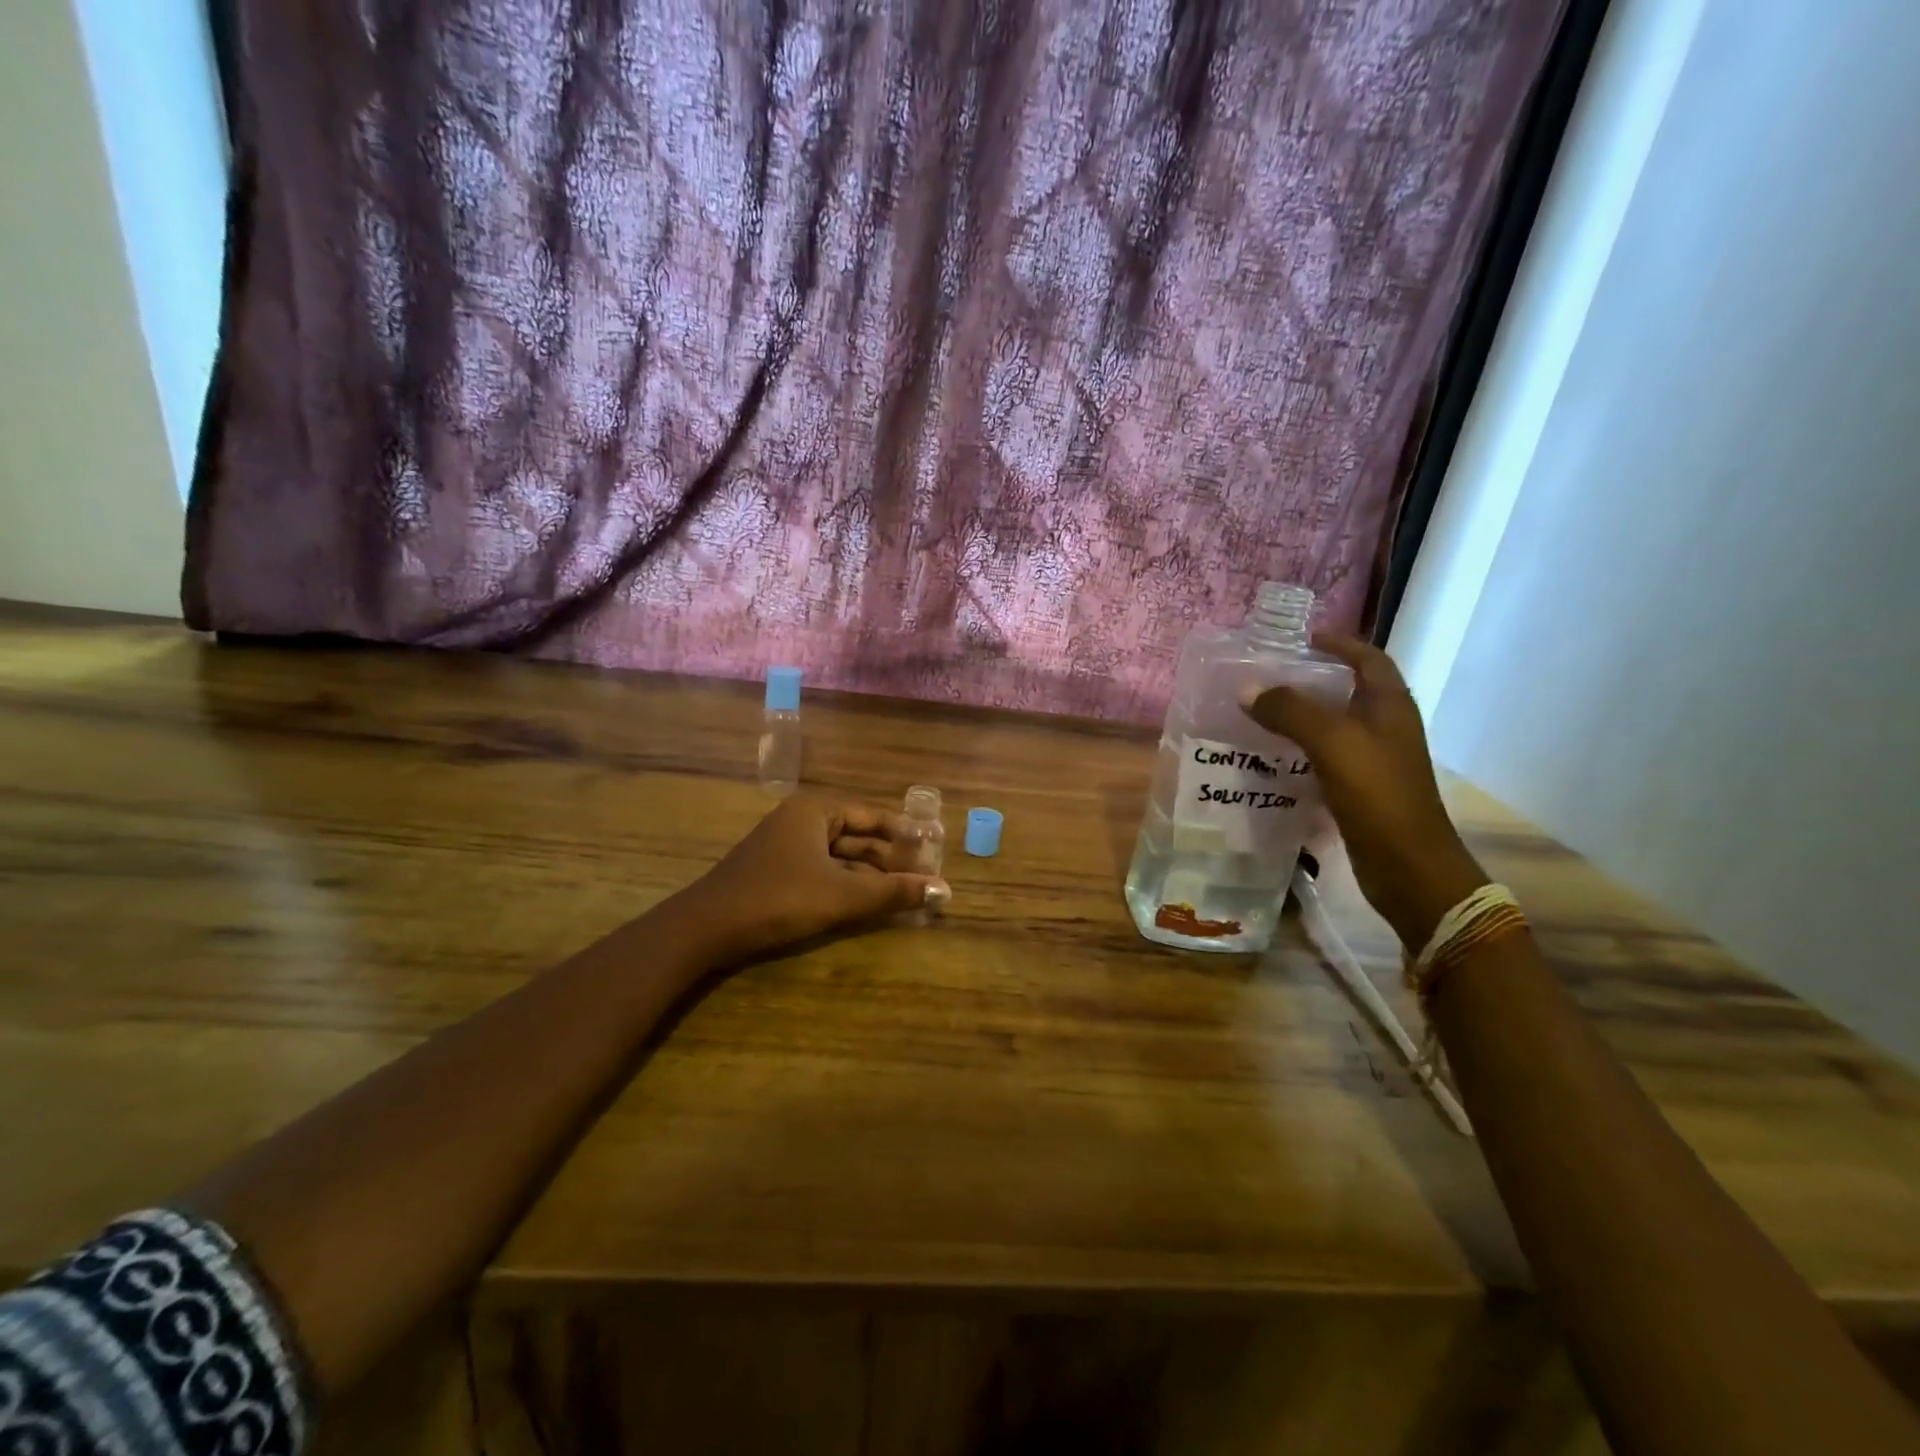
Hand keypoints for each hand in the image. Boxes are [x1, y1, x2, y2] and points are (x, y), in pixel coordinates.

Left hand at [667, 796, 952, 965]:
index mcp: (815, 811)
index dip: (905, 831)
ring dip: (871, 875)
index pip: (872, 815)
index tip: (933, 845)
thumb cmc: (778, 900)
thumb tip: (944, 891)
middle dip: (890, 857)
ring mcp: (786, 848)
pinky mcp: (776, 873)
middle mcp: (801, 822)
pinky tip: (868, 903)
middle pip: (857, 836)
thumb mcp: (841, 896)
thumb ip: (892, 893)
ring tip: (904, 891)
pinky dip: (847, 885)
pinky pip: (823, 872)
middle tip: (925, 874)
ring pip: (840, 857)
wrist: (705, 929)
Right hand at [1244, 633, 1486, 948]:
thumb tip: (1247, 689)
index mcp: (1391, 707)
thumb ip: (1290, 712)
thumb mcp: (1333, 743)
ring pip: (1334, 726)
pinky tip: (1271, 757)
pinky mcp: (1361, 789)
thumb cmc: (1379, 795)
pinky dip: (1300, 750)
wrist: (1408, 867)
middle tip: (1267, 677)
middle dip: (1311, 680)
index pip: (1368, 660)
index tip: (1302, 639)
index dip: (1340, 644)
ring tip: (1260, 713)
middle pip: (1348, 691)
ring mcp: (1375, 761)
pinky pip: (1326, 757)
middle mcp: (1386, 728)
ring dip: (1301, 717)